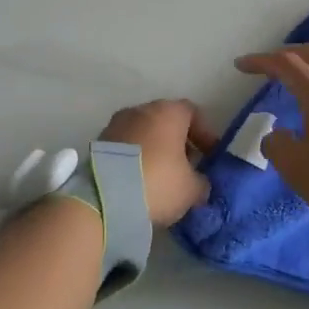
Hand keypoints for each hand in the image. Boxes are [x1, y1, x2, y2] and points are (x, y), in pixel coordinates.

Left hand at [98, 99, 220, 226]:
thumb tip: (198, 182)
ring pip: (144, 132)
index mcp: (168, 112)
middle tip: (187, 167)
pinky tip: (140, 181)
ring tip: (162, 177)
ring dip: (155, 150)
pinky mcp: (99, 142)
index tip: (209, 156)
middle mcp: (141, 110)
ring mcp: (116, 124)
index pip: (192, 112)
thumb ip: (200, 181)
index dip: (204, 133)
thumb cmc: (158, 183)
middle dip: (178, 142)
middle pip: (166, 121)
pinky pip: (125, 146)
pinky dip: (135, 158)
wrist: (105, 197)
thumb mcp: (191, 189)